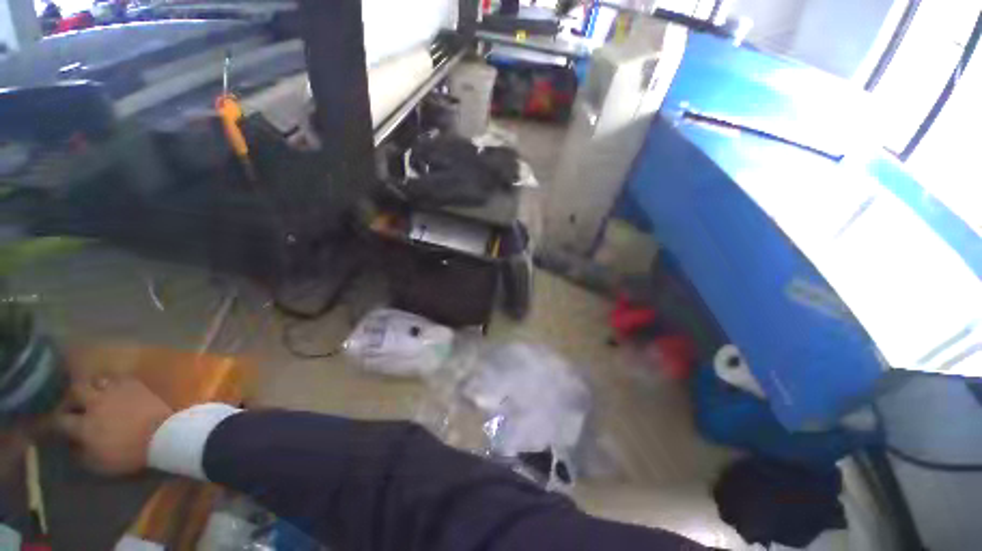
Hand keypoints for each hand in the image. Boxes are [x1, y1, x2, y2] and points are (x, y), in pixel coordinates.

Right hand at [57, 374, 173, 474]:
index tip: (47, 424)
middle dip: (69, 397)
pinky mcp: (133, 385)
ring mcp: (114, 391)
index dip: (50, 422)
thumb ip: (81, 454)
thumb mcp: (99, 463)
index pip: (58, 420)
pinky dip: (112, 381)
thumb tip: (70, 446)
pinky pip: (117, 377)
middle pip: (74, 392)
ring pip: (94, 381)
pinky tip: (112, 387)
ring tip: (92, 394)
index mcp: (84, 425)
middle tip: (71, 404)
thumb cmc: (129, 454)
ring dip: (91, 386)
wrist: (162, 435)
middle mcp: (95, 404)